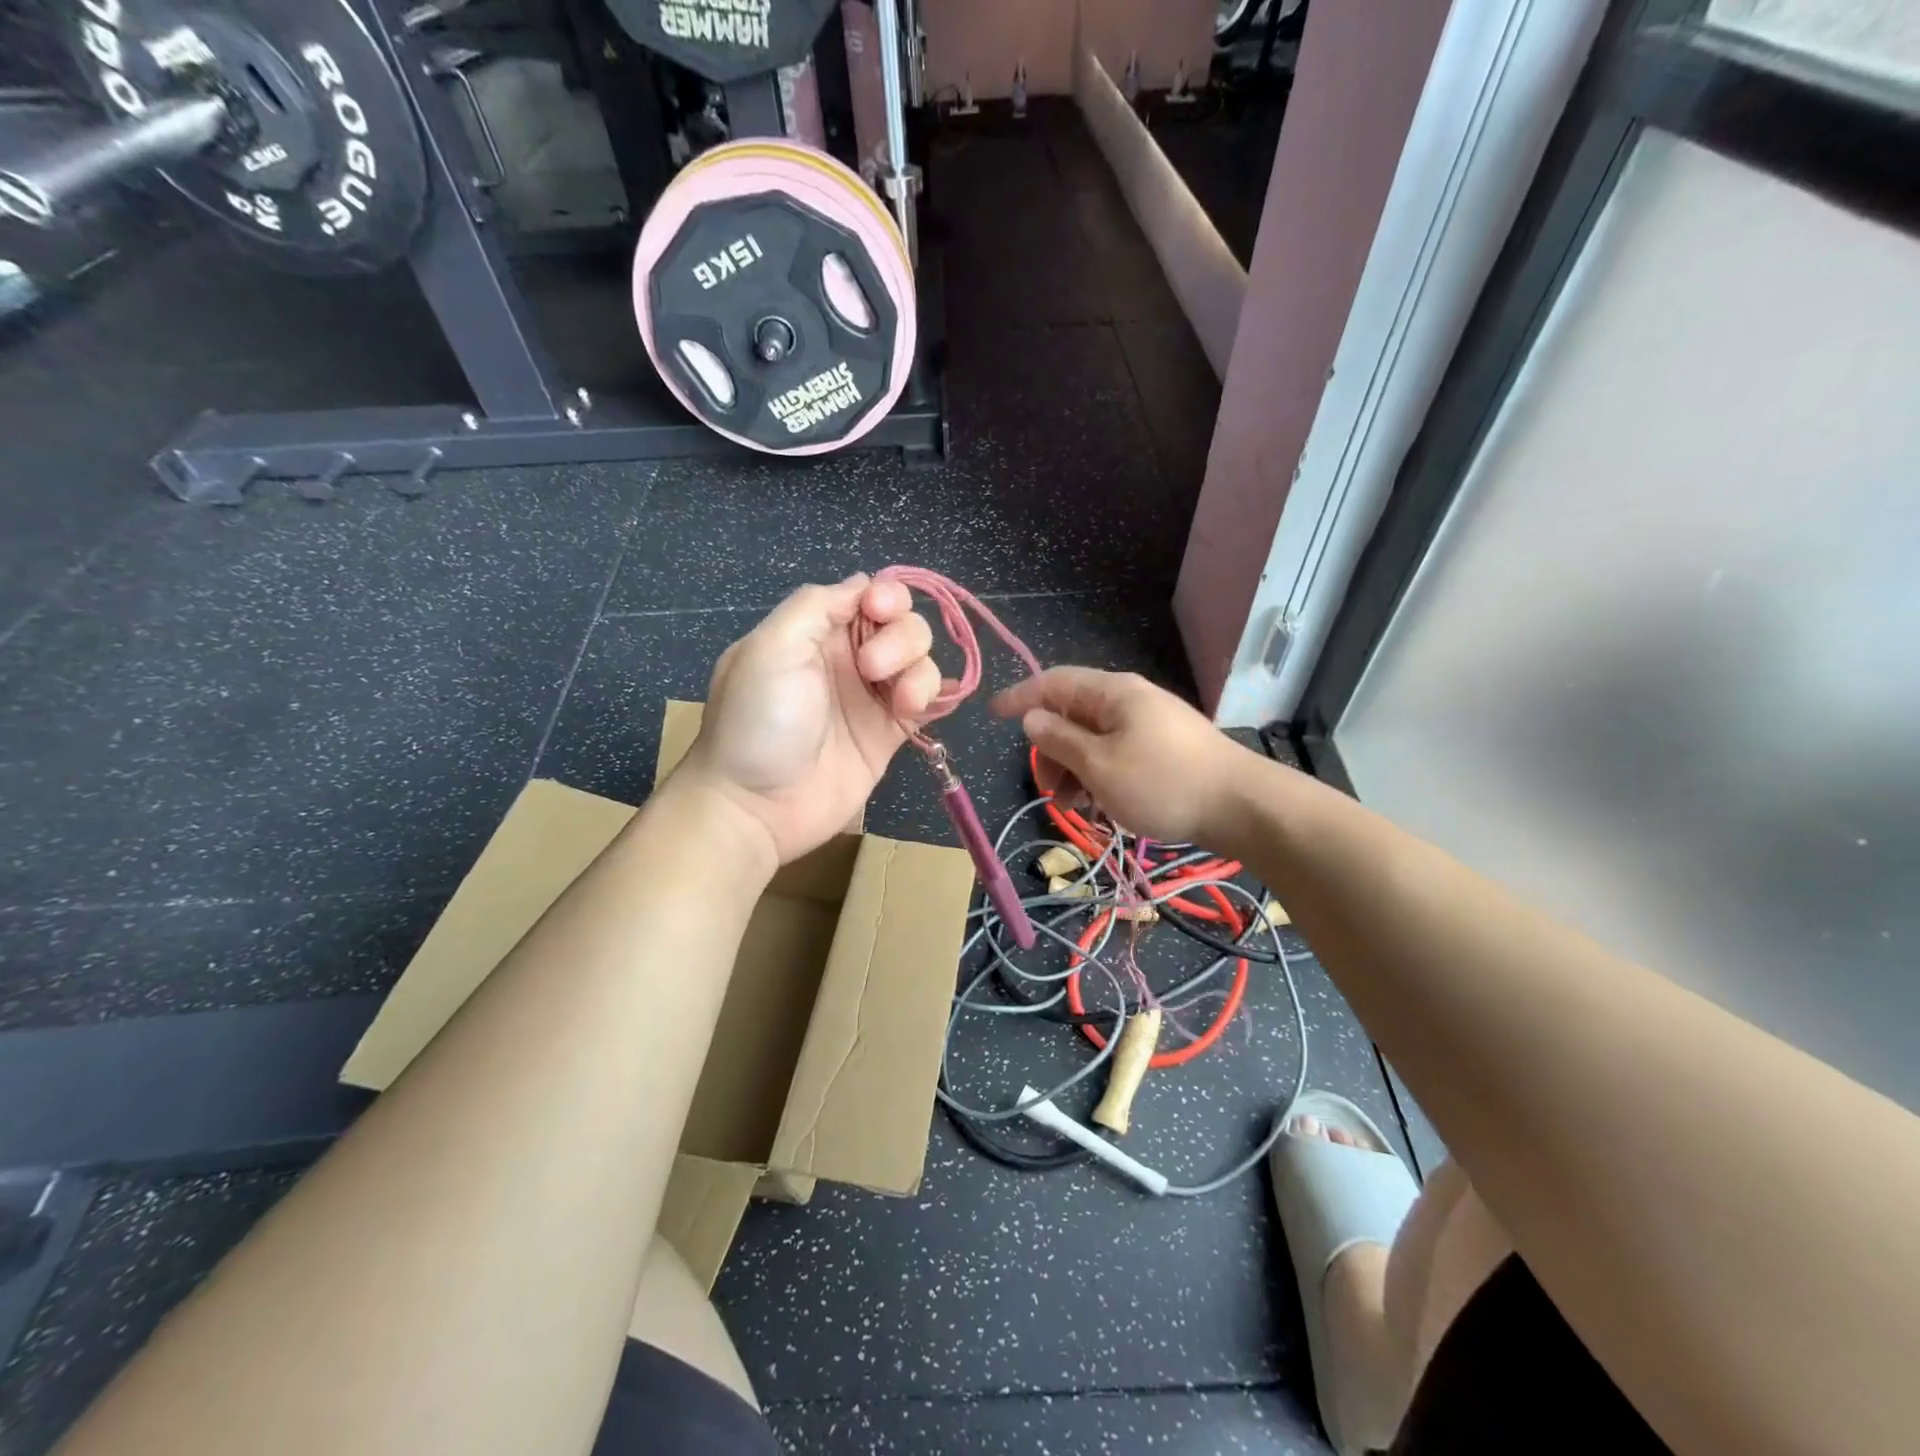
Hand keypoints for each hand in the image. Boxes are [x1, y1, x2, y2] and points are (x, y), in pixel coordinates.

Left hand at [675, 576, 940, 863]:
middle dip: (901, 639)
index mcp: (814, 632)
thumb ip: (817, 606)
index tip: (879, 613)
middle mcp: (847, 658)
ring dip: (919, 672)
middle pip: (902, 624)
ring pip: (920, 661)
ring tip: (902, 704)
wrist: (757, 807)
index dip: (886, 597)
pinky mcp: (889, 734)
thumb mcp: (770, 647)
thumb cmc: (758, 721)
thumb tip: (863, 584)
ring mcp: (871, 697)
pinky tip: (919, 708)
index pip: (868, 595)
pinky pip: (927, 701)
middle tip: (871, 670)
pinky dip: (934, 696)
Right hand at [991, 668, 1251, 844]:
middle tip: (1048, 790)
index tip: (992, 714)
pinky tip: (1103, 807)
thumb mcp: (1099, 765)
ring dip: (1075, 770)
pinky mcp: (1164, 749)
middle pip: (1073, 714)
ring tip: (1075, 807)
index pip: (1053, 682)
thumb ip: (1059, 740)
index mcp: (1112, 692)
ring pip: (1094, 739)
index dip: (1020, 696)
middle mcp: (1130, 700)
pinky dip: (1100, 776)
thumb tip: (1031, 718)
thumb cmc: (1162, 783)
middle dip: (1052, 750)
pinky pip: (1117, 754)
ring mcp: (1150, 723)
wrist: (1241, 806)